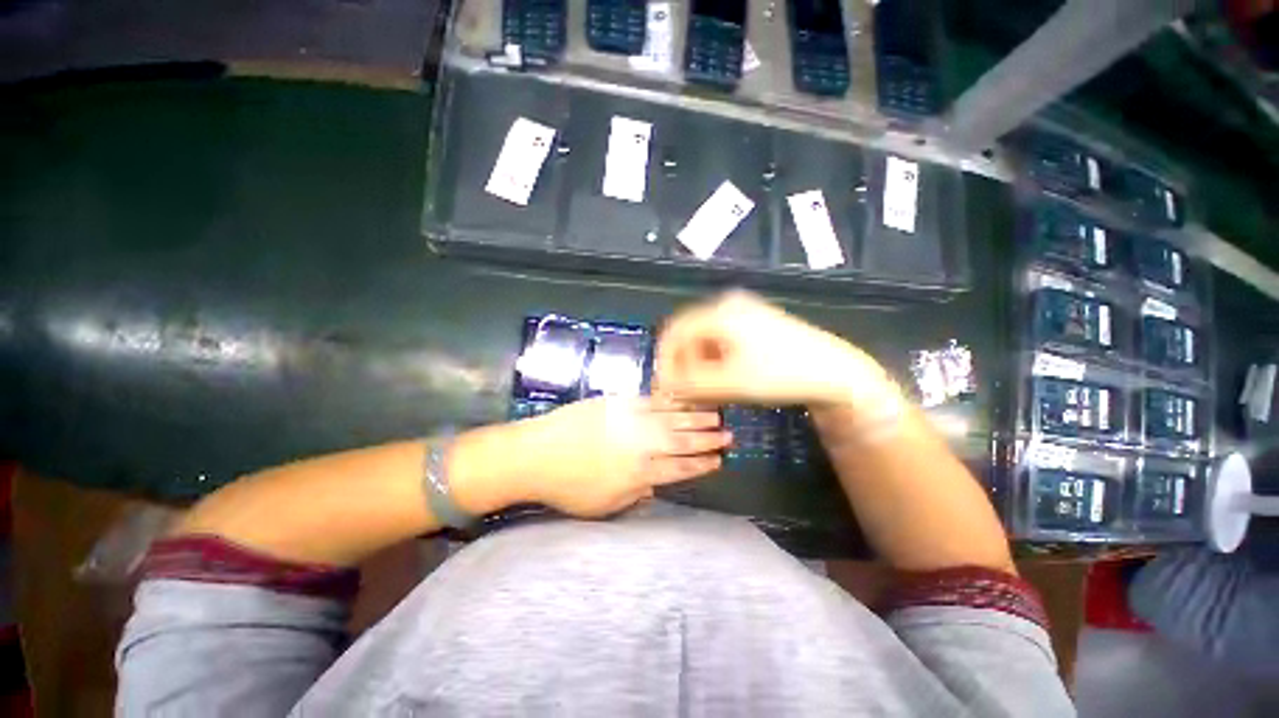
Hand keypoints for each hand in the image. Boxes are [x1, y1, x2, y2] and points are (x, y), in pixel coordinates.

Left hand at [513, 396, 730, 517]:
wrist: (536, 453)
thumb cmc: (567, 487)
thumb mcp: (604, 506)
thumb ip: (635, 494)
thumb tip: (655, 485)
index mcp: (640, 473)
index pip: (680, 468)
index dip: (701, 465)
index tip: (718, 461)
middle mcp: (642, 444)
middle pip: (683, 441)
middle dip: (708, 439)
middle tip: (728, 436)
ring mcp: (630, 419)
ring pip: (672, 417)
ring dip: (695, 417)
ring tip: (716, 416)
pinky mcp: (618, 402)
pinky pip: (651, 400)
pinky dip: (670, 401)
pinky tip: (681, 399)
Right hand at [655, 291, 892, 410]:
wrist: (834, 372)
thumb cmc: (781, 375)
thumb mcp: (729, 383)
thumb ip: (690, 384)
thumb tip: (664, 385)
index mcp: (719, 312)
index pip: (674, 332)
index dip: (664, 360)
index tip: (665, 387)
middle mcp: (727, 305)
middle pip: (688, 334)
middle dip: (681, 364)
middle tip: (685, 391)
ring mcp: (742, 312)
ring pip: (704, 338)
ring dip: (697, 363)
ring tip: (704, 388)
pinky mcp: (753, 323)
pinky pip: (720, 340)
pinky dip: (713, 359)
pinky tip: (721, 378)